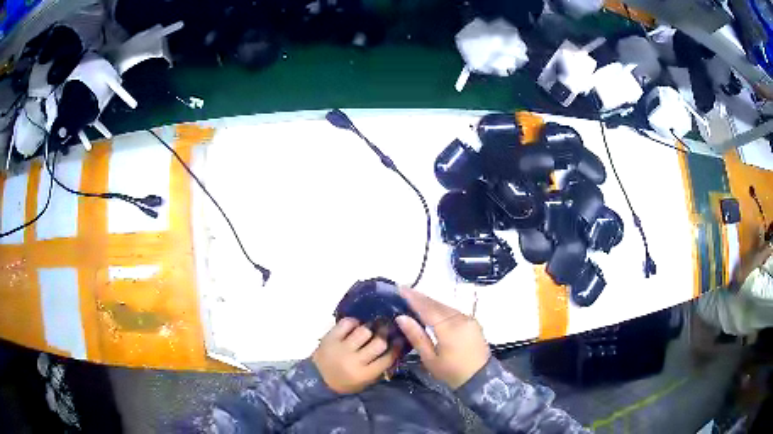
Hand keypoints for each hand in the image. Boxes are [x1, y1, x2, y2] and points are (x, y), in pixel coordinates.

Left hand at [312, 318, 398, 393]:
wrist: (315, 379)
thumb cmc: (344, 383)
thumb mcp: (364, 382)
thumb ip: (379, 368)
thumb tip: (394, 349)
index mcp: (364, 374)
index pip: (387, 358)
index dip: (397, 347)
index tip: (400, 339)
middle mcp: (354, 361)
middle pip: (378, 343)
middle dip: (384, 335)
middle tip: (386, 329)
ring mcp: (341, 348)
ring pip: (364, 331)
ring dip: (370, 328)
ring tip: (371, 326)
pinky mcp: (330, 338)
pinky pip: (347, 324)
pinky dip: (353, 322)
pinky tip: (355, 325)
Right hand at [396, 288, 489, 388]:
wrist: (480, 378)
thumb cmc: (451, 372)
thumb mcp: (430, 358)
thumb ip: (416, 336)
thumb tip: (401, 317)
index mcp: (449, 329)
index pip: (427, 308)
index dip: (413, 298)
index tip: (400, 288)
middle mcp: (460, 319)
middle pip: (437, 304)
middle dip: (421, 297)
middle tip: (404, 291)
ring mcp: (469, 319)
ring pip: (446, 306)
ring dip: (431, 302)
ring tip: (415, 298)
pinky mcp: (473, 322)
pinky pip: (453, 311)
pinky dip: (441, 308)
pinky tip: (432, 309)